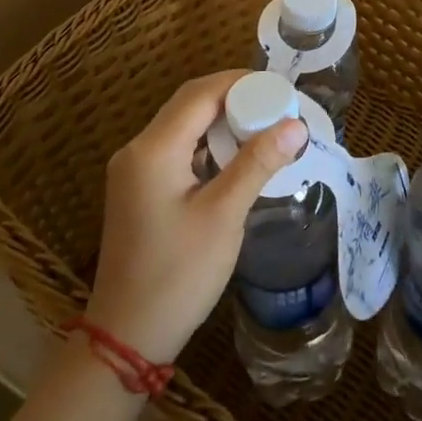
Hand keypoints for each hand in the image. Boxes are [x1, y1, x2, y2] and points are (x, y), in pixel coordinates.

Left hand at [84, 70, 308, 364]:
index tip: (280, 88)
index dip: (241, 83)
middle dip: (234, 98)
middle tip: (277, 105)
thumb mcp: (224, 216)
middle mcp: (137, 149)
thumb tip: (296, 125)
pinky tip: (235, 156)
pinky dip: (207, 144)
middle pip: (189, 104)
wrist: (126, 337)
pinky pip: (176, 149)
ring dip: (221, 120)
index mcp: (153, 149)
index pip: (200, 94)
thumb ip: (257, 163)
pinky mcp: (139, 189)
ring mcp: (134, 170)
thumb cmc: (177, 275)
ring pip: (183, 125)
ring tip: (264, 126)